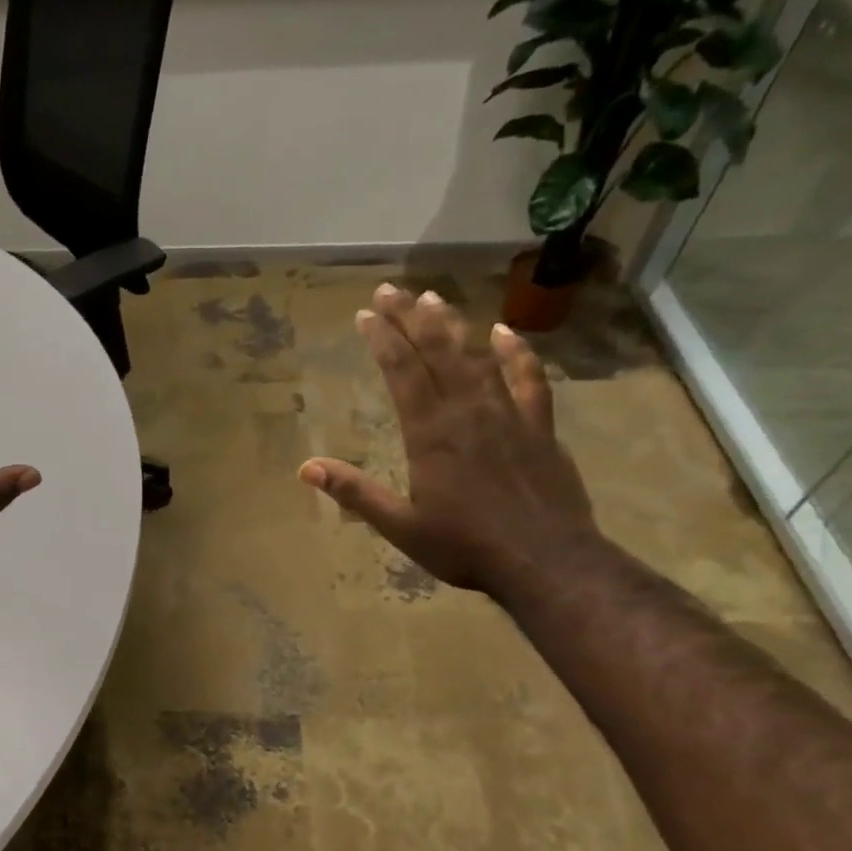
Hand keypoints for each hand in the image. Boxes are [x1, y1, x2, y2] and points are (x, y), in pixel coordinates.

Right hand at [298, 285, 597, 595]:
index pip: (402, 374)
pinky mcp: (539, 427)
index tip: (365, 314)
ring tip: (433, 299)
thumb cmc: (465, 546)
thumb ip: (356, 493)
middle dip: (411, 319)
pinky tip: (504, 333)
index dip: (382, 340)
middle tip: (391, 290)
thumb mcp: (400, 526)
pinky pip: (528, 380)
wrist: (546, 560)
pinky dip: (516, 354)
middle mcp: (468, 412)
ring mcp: (508, 415)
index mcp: (431, 434)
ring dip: (454, 327)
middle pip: (437, 354)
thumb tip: (306, 468)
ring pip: (477, 359)